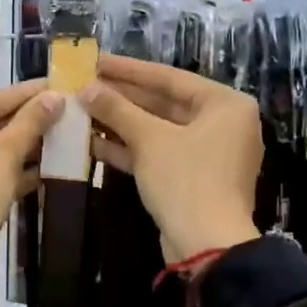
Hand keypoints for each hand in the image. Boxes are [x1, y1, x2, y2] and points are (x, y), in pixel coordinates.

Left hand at [0, 79, 61, 266]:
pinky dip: (10, 172)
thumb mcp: (1, 157)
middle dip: (22, 122)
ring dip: (20, 147)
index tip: (51, 84)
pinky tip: (43, 168)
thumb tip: (55, 97)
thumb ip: (28, 125)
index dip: (20, 95)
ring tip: (57, 134)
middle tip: (58, 108)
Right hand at [81, 56, 260, 262]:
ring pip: (157, 129)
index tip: (96, 60)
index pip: (169, 77)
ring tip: (81, 110)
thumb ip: (117, 109)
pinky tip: (91, 141)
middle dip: (121, 97)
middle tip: (83, 85)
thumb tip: (85, 88)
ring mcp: (207, 153)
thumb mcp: (149, 139)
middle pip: (163, 103)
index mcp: (225, 104)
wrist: (206, 247)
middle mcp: (222, 124)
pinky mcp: (191, 178)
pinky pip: (158, 153)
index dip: (128, 69)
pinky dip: (129, 148)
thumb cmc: (185, 180)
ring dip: (120, 122)